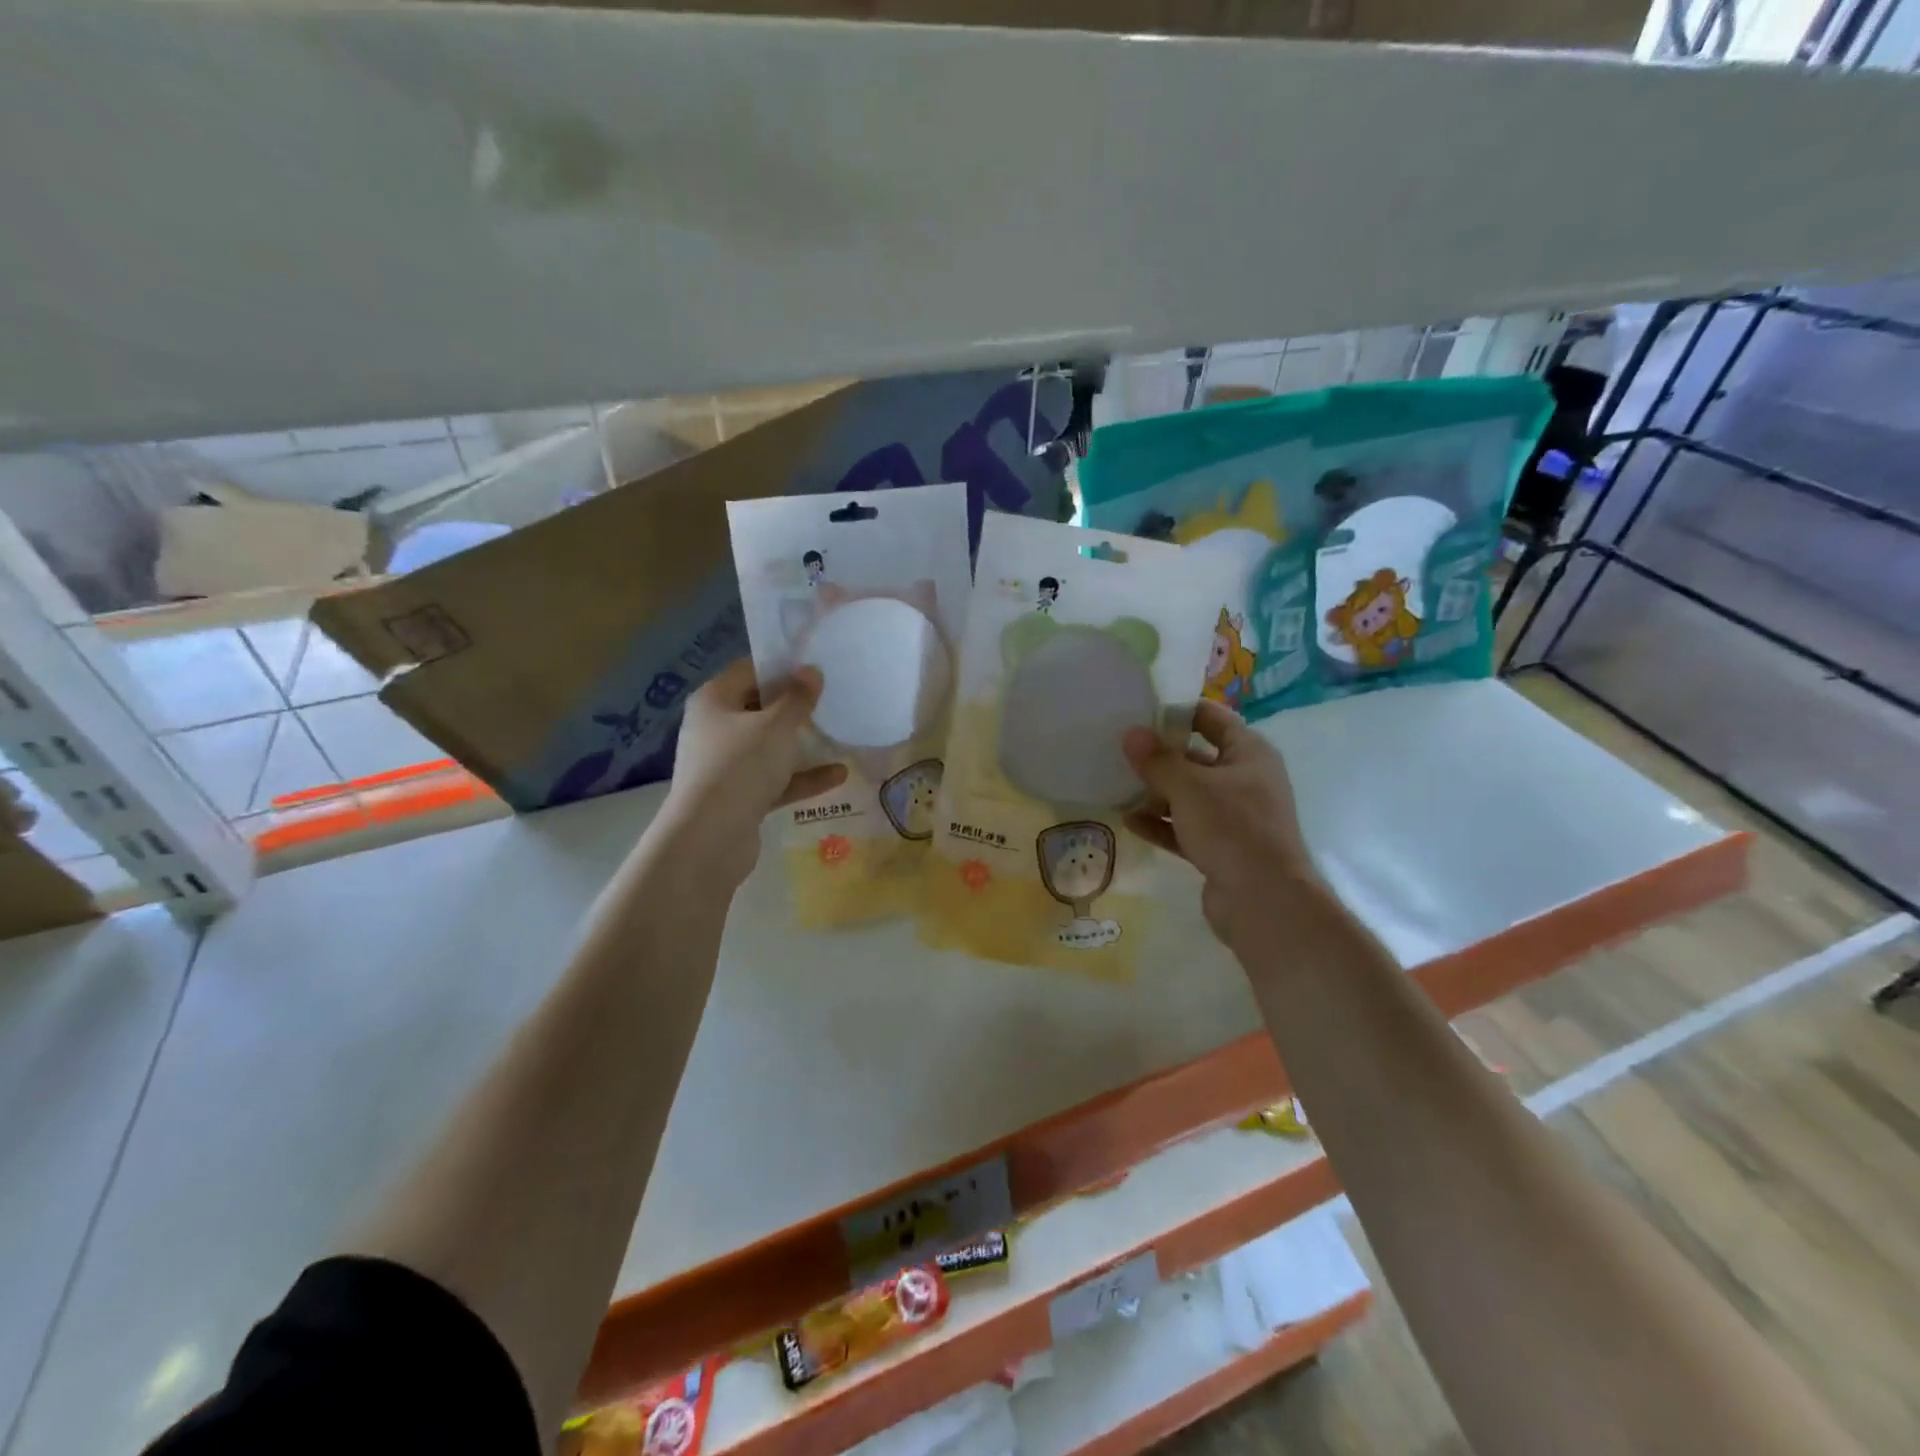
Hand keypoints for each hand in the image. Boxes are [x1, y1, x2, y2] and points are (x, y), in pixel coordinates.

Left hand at [654, 659, 847, 886]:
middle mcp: (714, 728)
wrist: (708, 839)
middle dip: (795, 706)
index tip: (816, 667)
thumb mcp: (776, 727)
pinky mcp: (738, 796)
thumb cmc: (740, 767)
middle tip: (832, 698)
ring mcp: (725, 765)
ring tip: (838, 733)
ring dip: (800, 744)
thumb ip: (797, 698)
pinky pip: (774, 779)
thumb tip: (811, 671)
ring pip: (768, 746)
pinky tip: (838, 775)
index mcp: (714, 700)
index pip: (749, 670)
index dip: (782, 666)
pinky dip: (801, 777)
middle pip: (759, 708)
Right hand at [1121, 701, 1316, 946]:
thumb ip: (1157, 760)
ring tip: (1117, 786)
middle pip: (1197, 758)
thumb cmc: (1232, 829)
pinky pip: (1185, 828)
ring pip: (1189, 796)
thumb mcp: (1189, 788)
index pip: (1213, 718)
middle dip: (1161, 756)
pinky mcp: (1221, 848)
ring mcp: (1234, 817)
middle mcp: (1245, 780)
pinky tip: (1129, 821)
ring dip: (1157, 792)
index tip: (1141, 711)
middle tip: (1120, 750)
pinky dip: (1161, 824)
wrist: (1265, 902)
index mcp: (1249, 754)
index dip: (1179, 711)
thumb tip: (1131, 733)